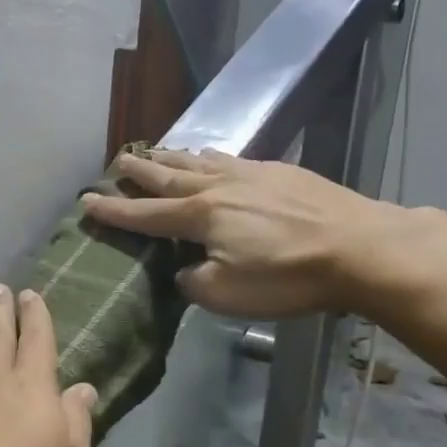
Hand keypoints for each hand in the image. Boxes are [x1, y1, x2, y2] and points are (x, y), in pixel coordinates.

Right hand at [81, 148, 417, 318]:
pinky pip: (231, 160)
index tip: (87, 202)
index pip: (145, 214)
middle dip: (140, 170)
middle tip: (118, 161)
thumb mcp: (225, 294)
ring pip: (200, 161)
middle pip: (169, 175)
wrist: (359, 248)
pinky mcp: (280, 172)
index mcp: (199, 216)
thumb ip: (192, 281)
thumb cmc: (286, 276)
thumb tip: (184, 269)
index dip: (114, 210)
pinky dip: (210, 158)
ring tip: (156, 152)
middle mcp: (218, 187)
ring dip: (173, 158)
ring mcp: (251, 174)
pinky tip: (212, 158)